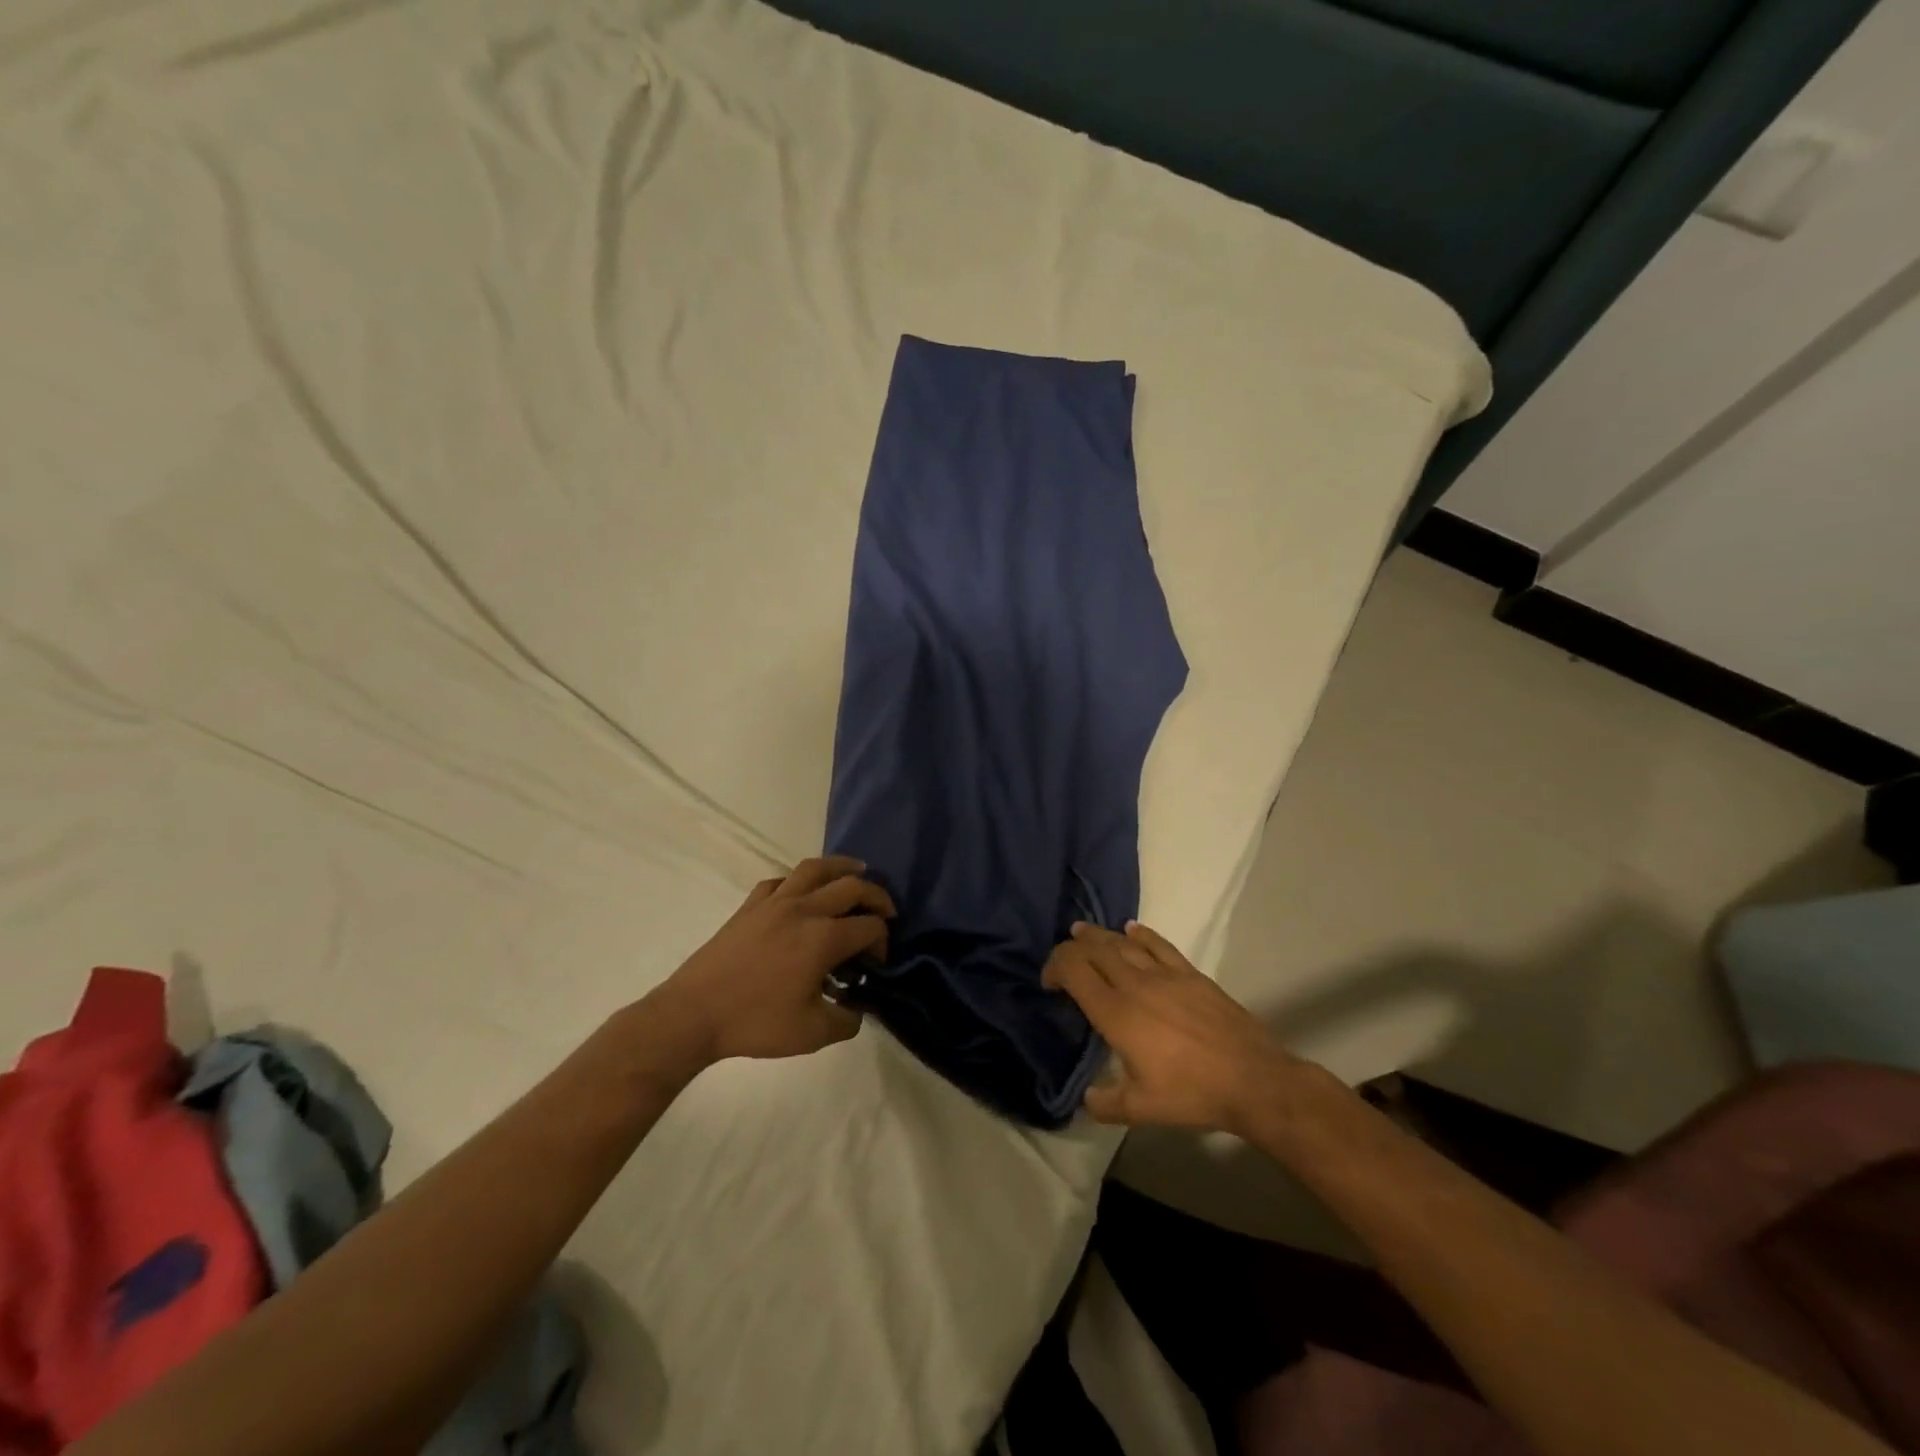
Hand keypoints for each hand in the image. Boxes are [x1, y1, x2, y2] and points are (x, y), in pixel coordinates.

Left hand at [649, 856, 893, 1064]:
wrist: (693, 1013)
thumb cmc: (755, 1023)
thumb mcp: (812, 1034)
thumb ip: (846, 1021)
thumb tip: (857, 1009)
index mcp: (823, 938)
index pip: (869, 926)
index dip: (882, 941)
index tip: (876, 963)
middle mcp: (804, 909)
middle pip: (852, 886)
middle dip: (877, 896)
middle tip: (885, 911)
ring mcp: (774, 902)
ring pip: (815, 868)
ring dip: (842, 867)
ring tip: (856, 871)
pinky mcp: (750, 905)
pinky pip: (780, 880)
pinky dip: (798, 881)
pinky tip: (801, 892)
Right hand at [1043, 921, 1314, 1136]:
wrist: (1252, 1079)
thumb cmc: (1192, 1093)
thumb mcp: (1141, 1109)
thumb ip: (1106, 1103)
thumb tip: (1088, 1098)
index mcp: (1116, 1013)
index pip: (1073, 970)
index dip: (1055, 967)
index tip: (1049, 983)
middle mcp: (1135, 984)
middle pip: (1094, 949)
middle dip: (1072, 948)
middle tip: (1064, 959)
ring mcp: (1165, 974)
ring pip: (1123, 942)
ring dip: (1099, 936)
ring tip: (1084, 932)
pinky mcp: (1190, 973)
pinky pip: (1158, 944)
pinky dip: (1140, 934)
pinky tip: (1131, 930)